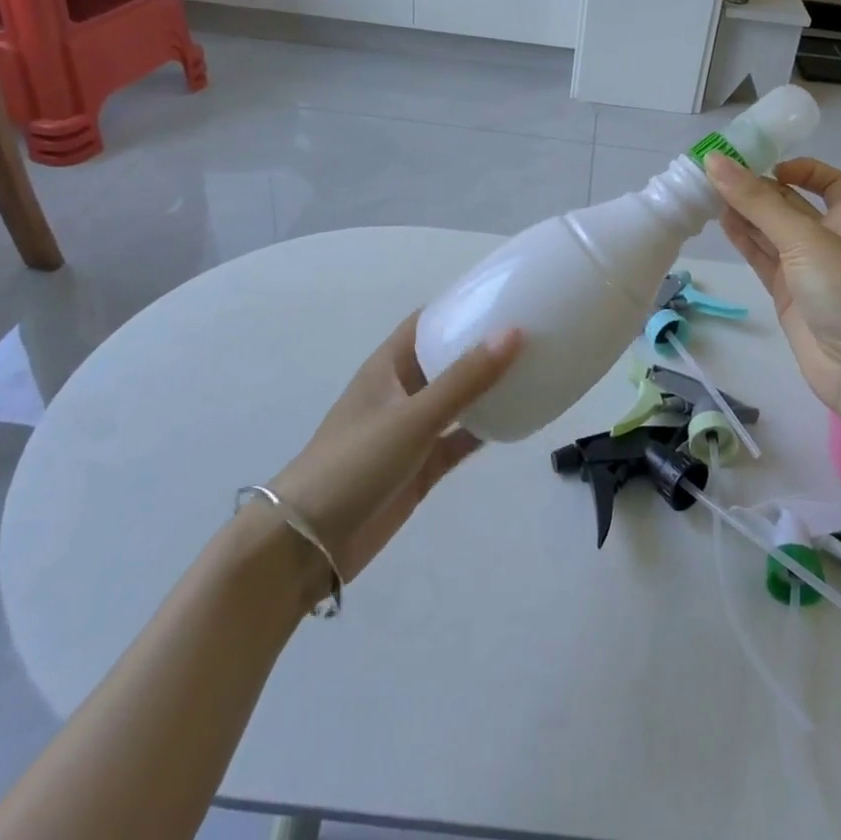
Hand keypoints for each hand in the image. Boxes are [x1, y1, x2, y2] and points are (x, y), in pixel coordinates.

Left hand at [268, 312, 520, 582]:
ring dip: (486, 387)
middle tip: (530, 331)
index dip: (459, 305)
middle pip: (445, 358)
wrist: (308, 545)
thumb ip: (464, 378)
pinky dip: (483, 430)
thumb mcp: (413, 416)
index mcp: (388, 366)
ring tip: (532, 369)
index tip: (502, 294)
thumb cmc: (354, 463)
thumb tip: (514, 331)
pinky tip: (516, 420)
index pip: (427, 322)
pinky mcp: (419, 467)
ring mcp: (410, 431)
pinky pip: (458, 439)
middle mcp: (400, 392)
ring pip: (456, 400)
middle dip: (481, 346)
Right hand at [704, 154, 840, 420]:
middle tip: (717, 175)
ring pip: (771, 231)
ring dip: (745, 213)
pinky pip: (762, 258)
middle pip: (791, 205)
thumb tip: (714, 160)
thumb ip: (757, 202)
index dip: (802, 170)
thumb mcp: (804, 238)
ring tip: (709, 195)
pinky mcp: (788, 294)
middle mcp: (829, 239)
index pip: (828, 182)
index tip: (767, 166)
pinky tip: (721, 224)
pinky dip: (743, 241)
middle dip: (759, 189)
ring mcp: (807, 269)